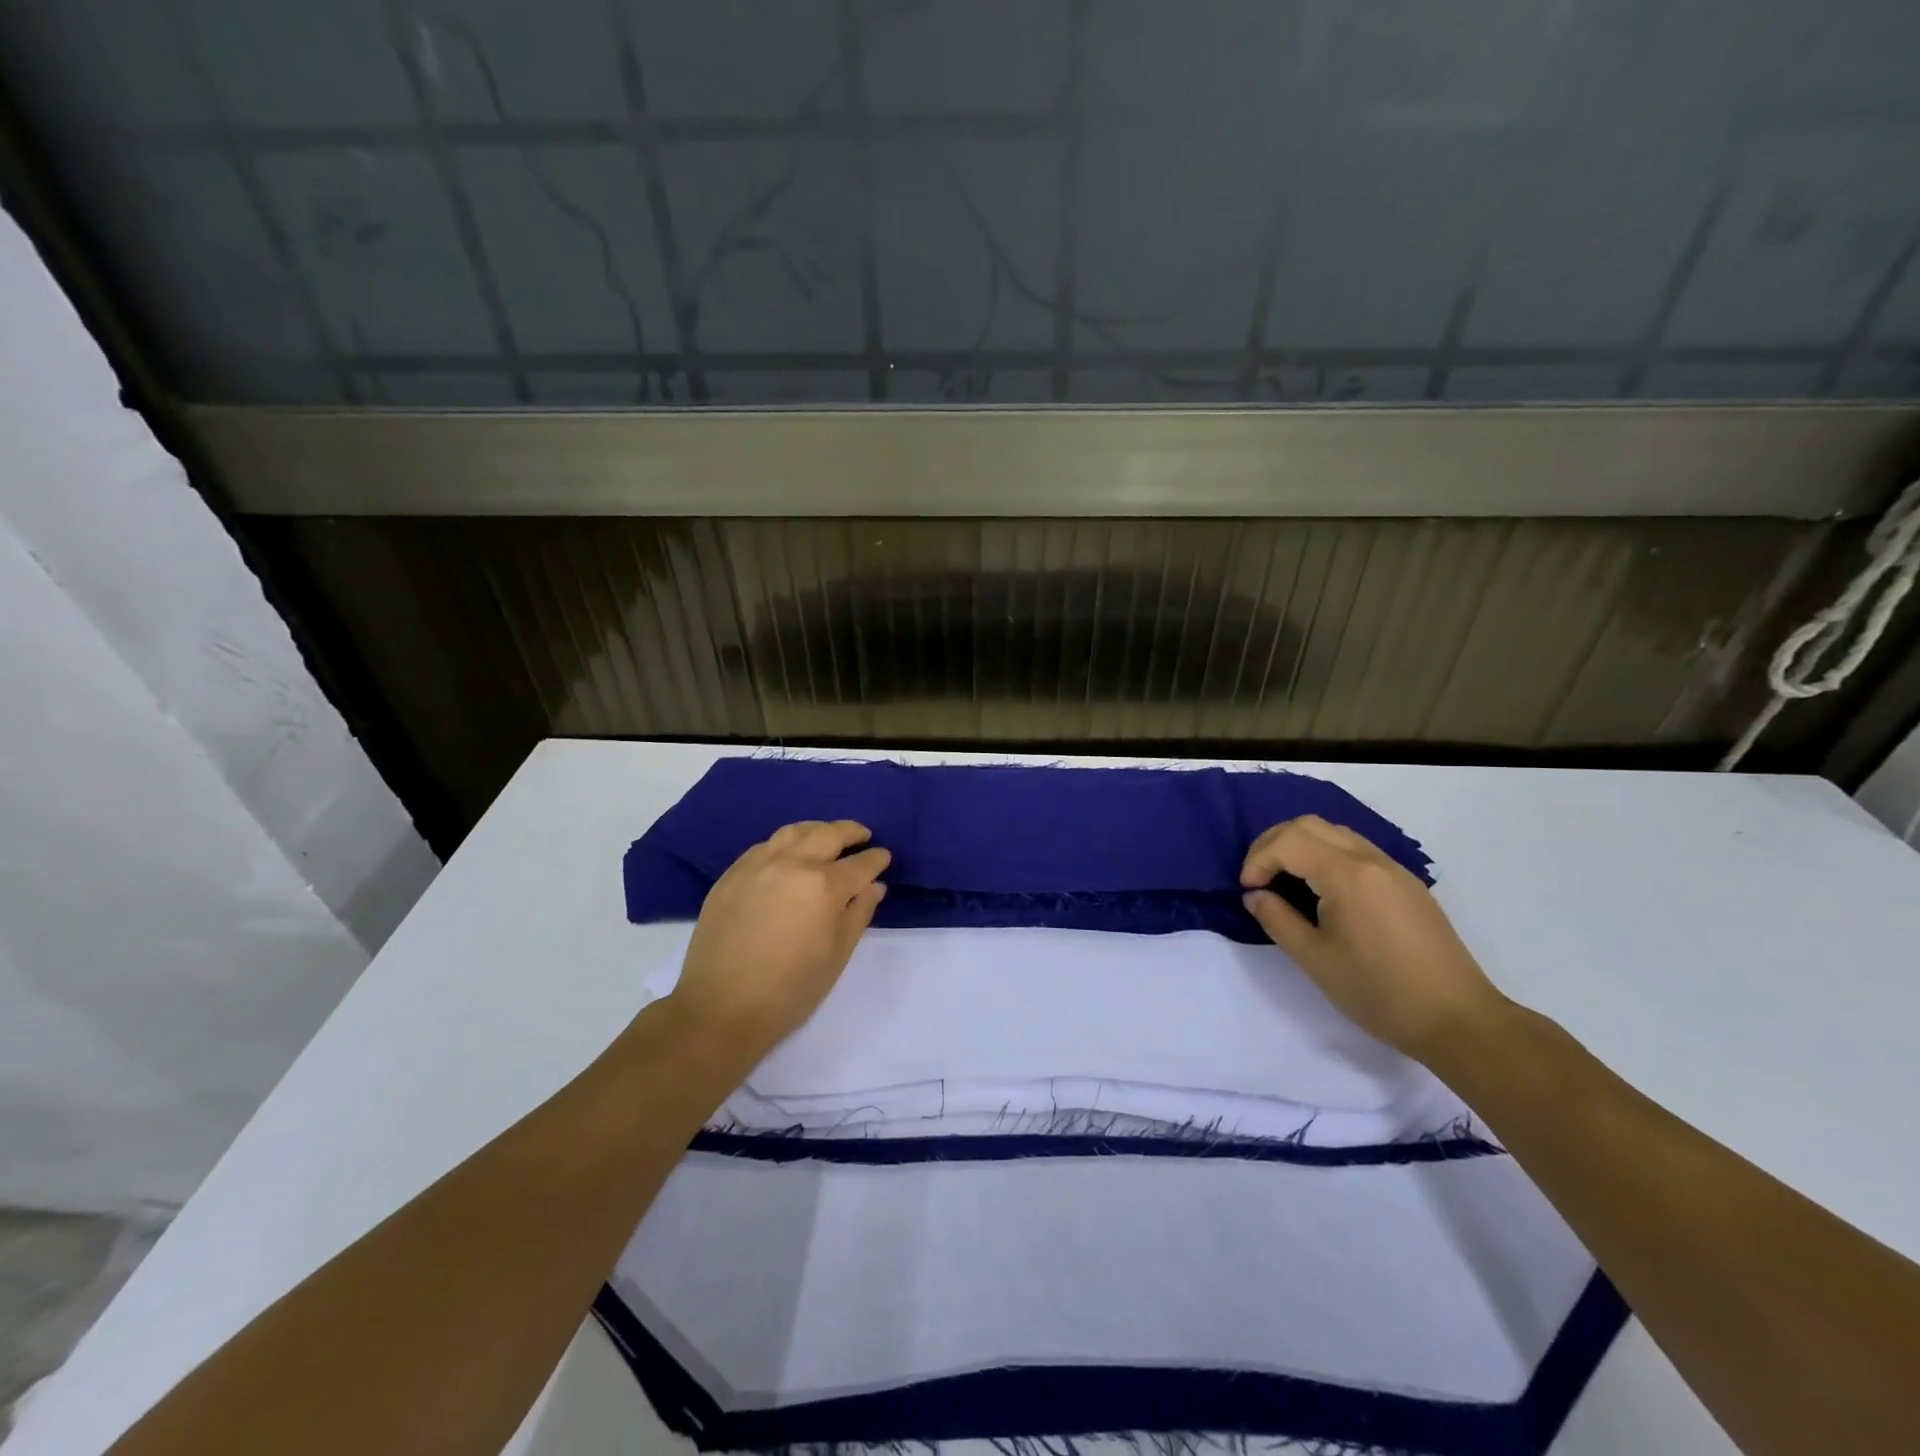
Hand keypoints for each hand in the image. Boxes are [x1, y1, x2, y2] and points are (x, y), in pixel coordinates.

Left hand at [669, 820, 889, 1058]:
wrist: (721, 1007)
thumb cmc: (790, 989)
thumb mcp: (837, 954)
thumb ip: (859, 913)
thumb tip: (874, 885)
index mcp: (824, 886)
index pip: (860, 864)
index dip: (876, 859)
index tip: (884, 857)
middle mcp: (793, 864)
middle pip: (828, 834)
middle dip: (851, 832)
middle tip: (863, 836)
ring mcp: (759, 865)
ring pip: (795, 832)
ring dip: (818, 830)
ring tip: (828, 837)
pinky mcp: (733, 873)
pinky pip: (766, 845)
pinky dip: (786, 843)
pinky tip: (790, 853)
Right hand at [1240, 815, 1503, 1061]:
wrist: (1459, 1020)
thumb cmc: (1379, 992)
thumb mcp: (1315, 959)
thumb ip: (1277, 919)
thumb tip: (1256, 896)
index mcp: (1347, 875)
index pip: (1288, 842)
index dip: (1258, 860)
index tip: (1248, 892)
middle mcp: (1371, 860)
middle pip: (1309, 825)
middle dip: (1273, 844)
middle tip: (1258, 878)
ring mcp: (1394, 869)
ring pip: (1334, 833)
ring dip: (1300, 846)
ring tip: (1284, 881)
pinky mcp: (1406, 884)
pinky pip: (1356, 849)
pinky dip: (1326, 855)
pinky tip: (1320, 890)